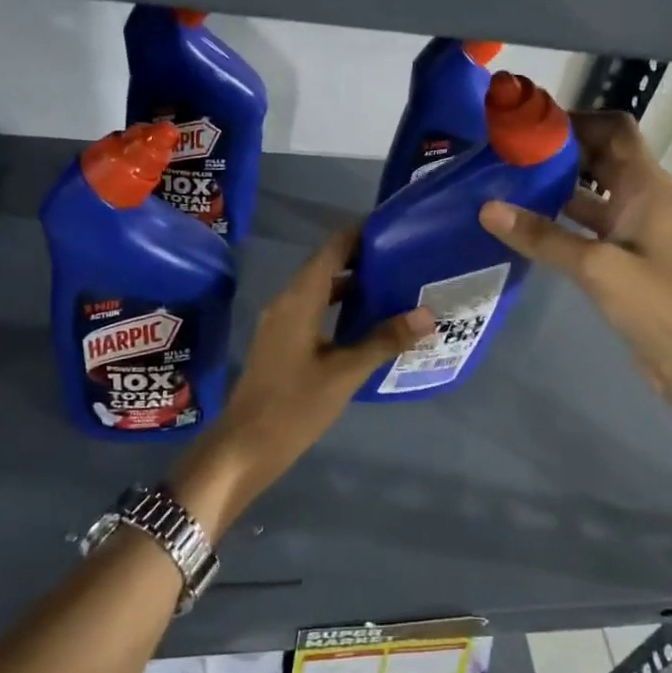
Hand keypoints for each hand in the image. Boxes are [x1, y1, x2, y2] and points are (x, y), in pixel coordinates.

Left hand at [167, 228, 432, 537]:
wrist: (244, 447)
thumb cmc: (294, 406)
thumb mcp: (344, 373)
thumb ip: (384, 340)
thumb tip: (427, 315)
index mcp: (298, 300)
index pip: (330, 250)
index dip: (357, 234)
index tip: (389, 226)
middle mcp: (286, 302)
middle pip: (324, 267)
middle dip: (359, 259)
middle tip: (399, 257)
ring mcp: (279, 323)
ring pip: (318, 290)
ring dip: (349, 285)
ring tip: (389, 285)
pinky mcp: (280, 342)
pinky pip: (312, 310)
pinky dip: (337, 307)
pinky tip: (363, 323)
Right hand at [479, 110, 671, 393]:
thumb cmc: (655, 301)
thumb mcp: (595, 265)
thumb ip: (542, 236)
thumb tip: (487, 208)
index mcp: (646, 184)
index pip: (614, 128)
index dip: (577, 119)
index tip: (531, 124)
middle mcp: (640, 195)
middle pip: (599, 154)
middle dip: (558, 149)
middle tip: (509, 150)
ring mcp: (630, 225)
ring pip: (589, 188)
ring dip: (556, 182)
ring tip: (508, 179)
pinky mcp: (620, 253)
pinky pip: (585, 220)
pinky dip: (559, 214)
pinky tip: (524, 221)